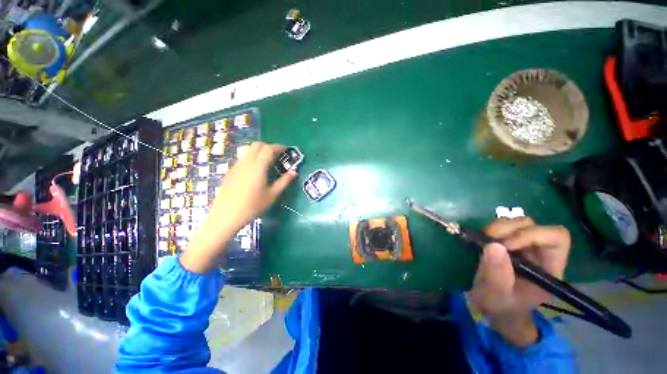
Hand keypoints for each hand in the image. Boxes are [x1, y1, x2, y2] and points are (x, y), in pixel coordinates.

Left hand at [181, 142, 296, 272]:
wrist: (226, 215)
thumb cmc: (253, 206)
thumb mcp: (272, 195)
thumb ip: (284, 181)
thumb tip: (294, 172)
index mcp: (258, 166)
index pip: (269, 149)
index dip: (279, 147)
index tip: (286, 149)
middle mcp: (246, 162)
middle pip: (257, 145)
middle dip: (268, 146)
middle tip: (277, 154)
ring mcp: (236, 166)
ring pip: (248, 150)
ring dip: (259, 150)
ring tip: (267, 160)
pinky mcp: (230, 171)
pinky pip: (243, 158)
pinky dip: (252, 157)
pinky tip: (255, 170)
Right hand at [469, 217, 570, 346]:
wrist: (492, 306)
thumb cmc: (501, 306)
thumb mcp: (497, 297)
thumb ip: (497, 276)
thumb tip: (494, 245)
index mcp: (549, 268)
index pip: (556, 238)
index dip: (532, 235)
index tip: (506, 246)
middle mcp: (539, 252)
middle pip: (533, 225)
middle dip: (509, 229)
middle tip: (488, 241)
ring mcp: (522, 245)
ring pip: (516, 222)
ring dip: (497, 228)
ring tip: (483, 241)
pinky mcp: (507, 242)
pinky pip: (501, 226)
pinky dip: (490, 229)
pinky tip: (482, 240)